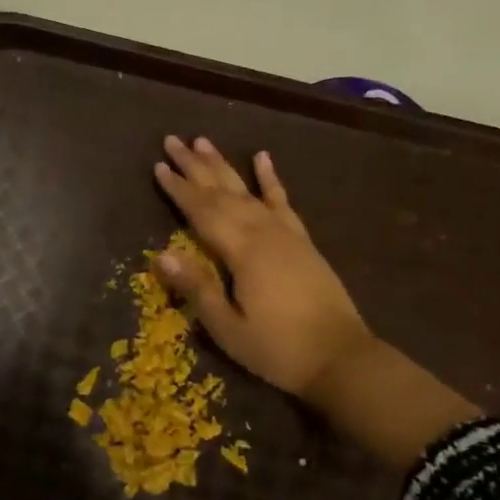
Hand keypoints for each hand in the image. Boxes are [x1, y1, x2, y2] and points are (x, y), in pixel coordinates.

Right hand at [153, 136, 372, 406]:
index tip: (158, 166)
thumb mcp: (228, 327)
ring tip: (204, 141)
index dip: (178, 189)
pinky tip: (263, 158)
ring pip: (248, 191)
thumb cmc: (277, 349)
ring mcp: (286, 234)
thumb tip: (161, 255)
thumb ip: (197, 288)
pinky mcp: (303, 242)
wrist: (341, 359)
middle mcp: (264, 233)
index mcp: (242, 252)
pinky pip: (283, 202)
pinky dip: (271, 180)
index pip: (202, 212)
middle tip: (173, 140)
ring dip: (224, 165)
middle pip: (222, 192)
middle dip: (195, 166)